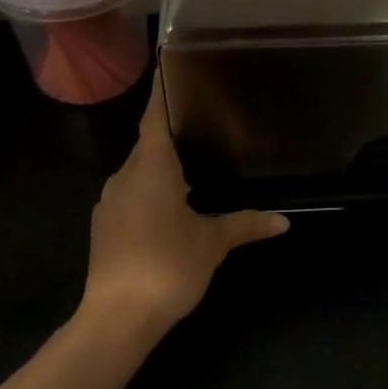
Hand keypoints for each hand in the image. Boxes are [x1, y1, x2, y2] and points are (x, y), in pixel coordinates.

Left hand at [80, 79, 289, 335]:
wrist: (116, 319)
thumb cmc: (168, 265)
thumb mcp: (213, 243)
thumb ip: (245, 224)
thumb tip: (283, 221)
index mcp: (151, 166)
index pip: (154, 118)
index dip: (162, 94)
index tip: (169, 70)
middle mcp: (124, 176)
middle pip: (147, 144)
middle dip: (169, 134)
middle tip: (200, 122)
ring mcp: (109, 203)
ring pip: (136, 172)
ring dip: (159, 167)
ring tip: (191, 165)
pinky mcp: (104, 228)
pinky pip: (129, 195)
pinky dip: (148, 192)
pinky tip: (169, 207)